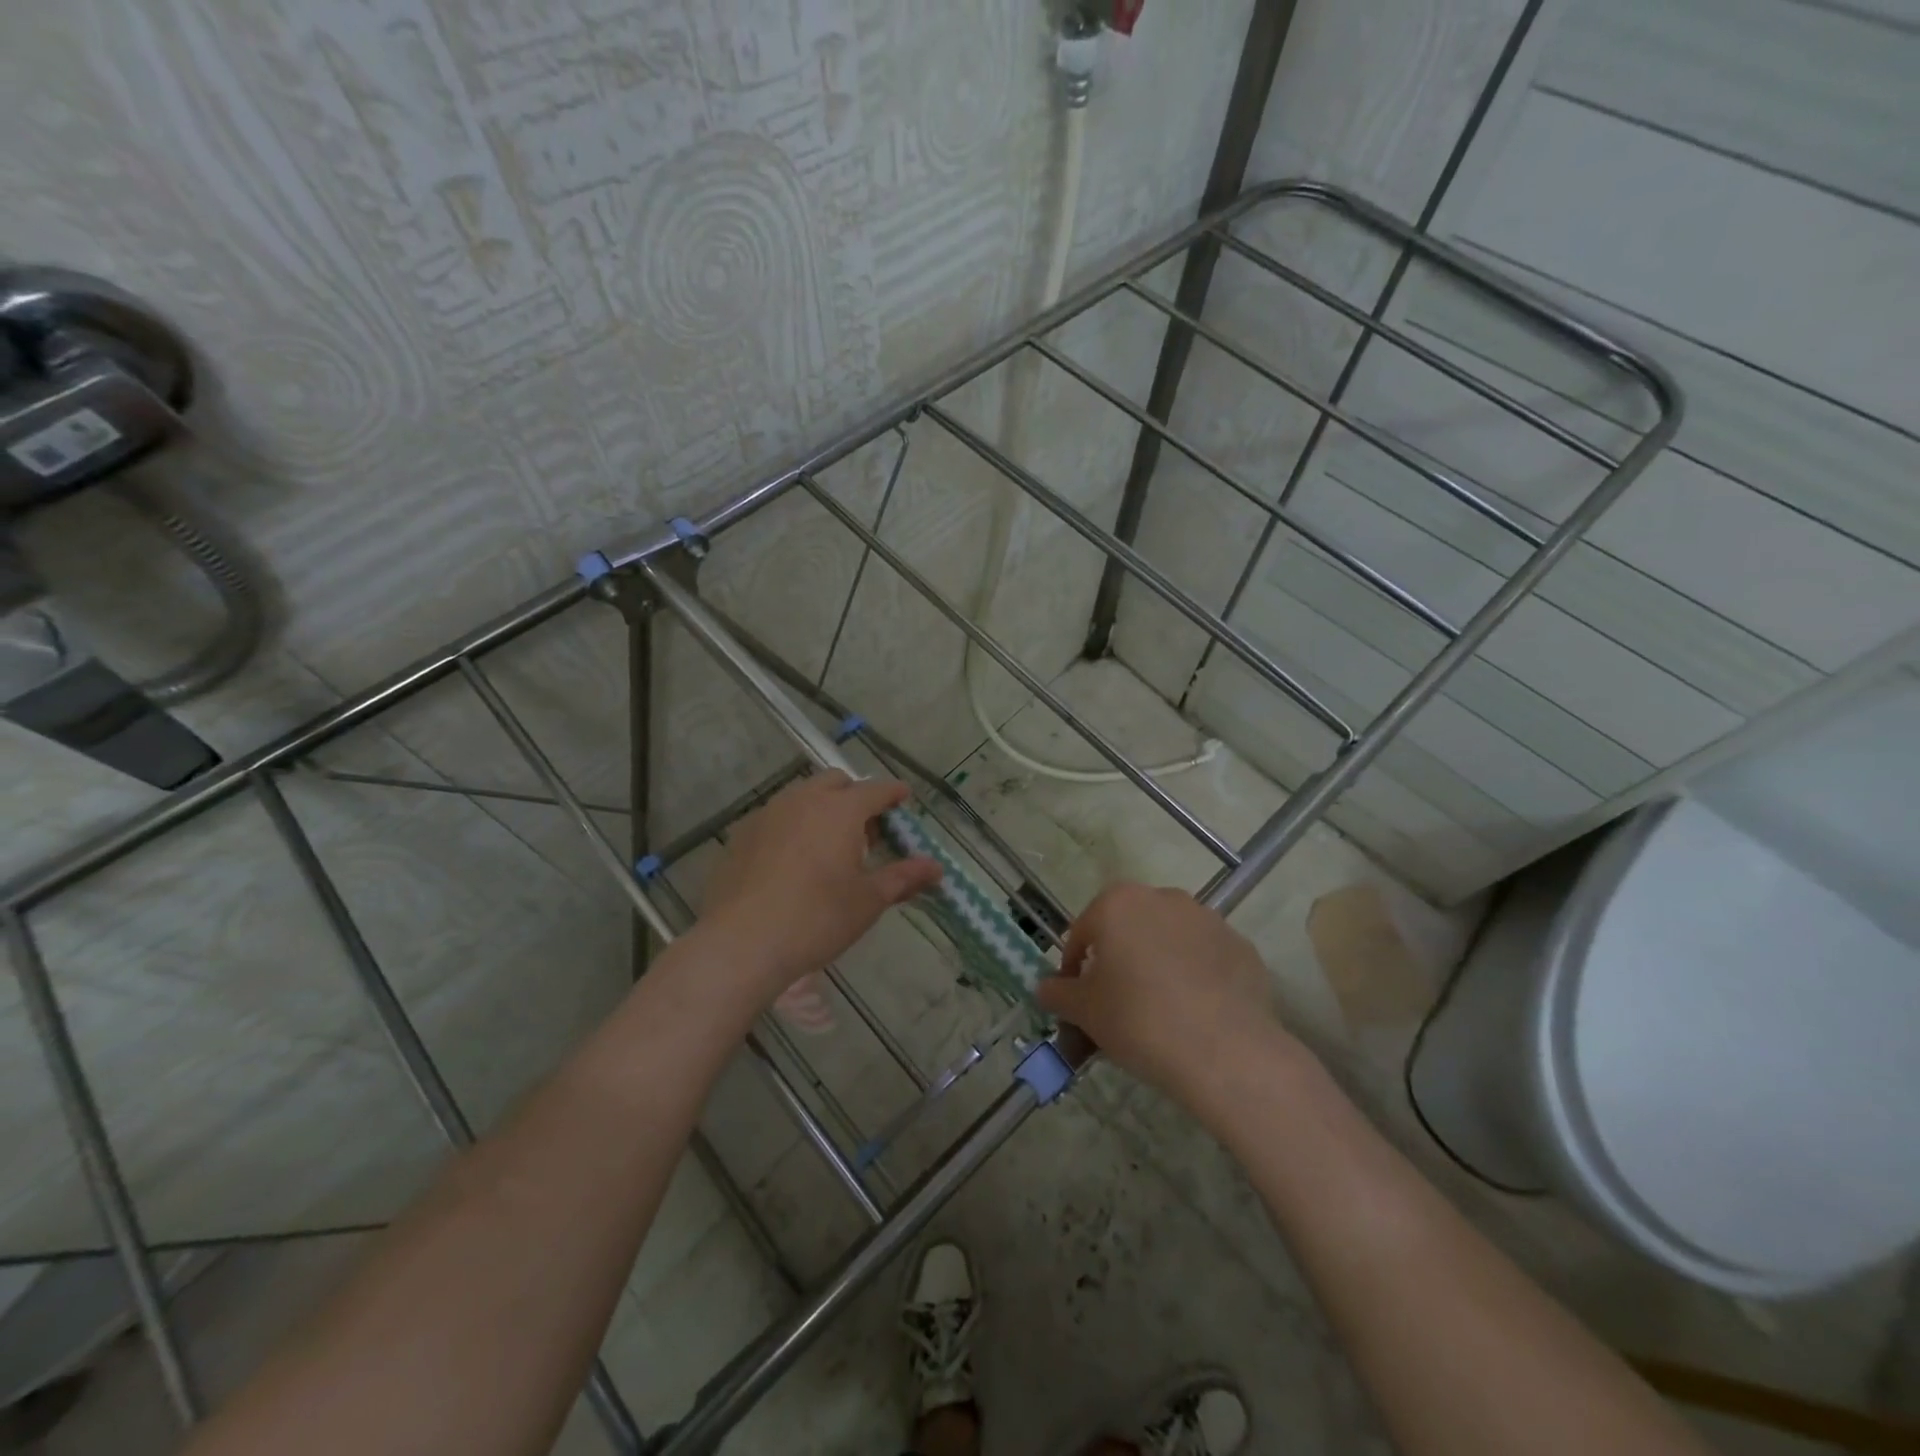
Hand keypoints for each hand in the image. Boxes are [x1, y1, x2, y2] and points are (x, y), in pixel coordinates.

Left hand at [700, 772, 940, 1004]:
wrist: (742, 943)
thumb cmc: (817, 919)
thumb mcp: (868, 900)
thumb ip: (903, 878)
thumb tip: (936, 868)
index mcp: (840, 810)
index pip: (876, 789)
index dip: (893, 793)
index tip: (904, 799)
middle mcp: (803, 800)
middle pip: (837, 782)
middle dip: (856, 796)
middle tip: (868, 830)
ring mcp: (768, 814)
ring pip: (803, 796)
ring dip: (823, 808)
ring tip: (831, 844)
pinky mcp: (742, 834)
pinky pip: (777, 816)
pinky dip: (794, 825)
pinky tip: (794, 859)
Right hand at [1037, 882, 1296, 1103]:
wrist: (1224, 1051)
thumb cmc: (1138, 1020)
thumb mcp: (1084, 1011)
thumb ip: (1058, 994)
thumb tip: (1046, 989)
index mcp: (1118, 903)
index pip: (1082, 933)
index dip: (1073, 969)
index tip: (1075, 1002)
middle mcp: (1163, 898)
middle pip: (1127, 930)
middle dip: (1117, 962)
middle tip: (1115, 1006)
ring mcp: (1207, 919)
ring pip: (1168, 941)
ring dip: (1156, 965)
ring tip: (1158, 1012)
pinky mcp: (1241, 946)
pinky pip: (1204, 959)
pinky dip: (1194, 978)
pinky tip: (1194, 1015)